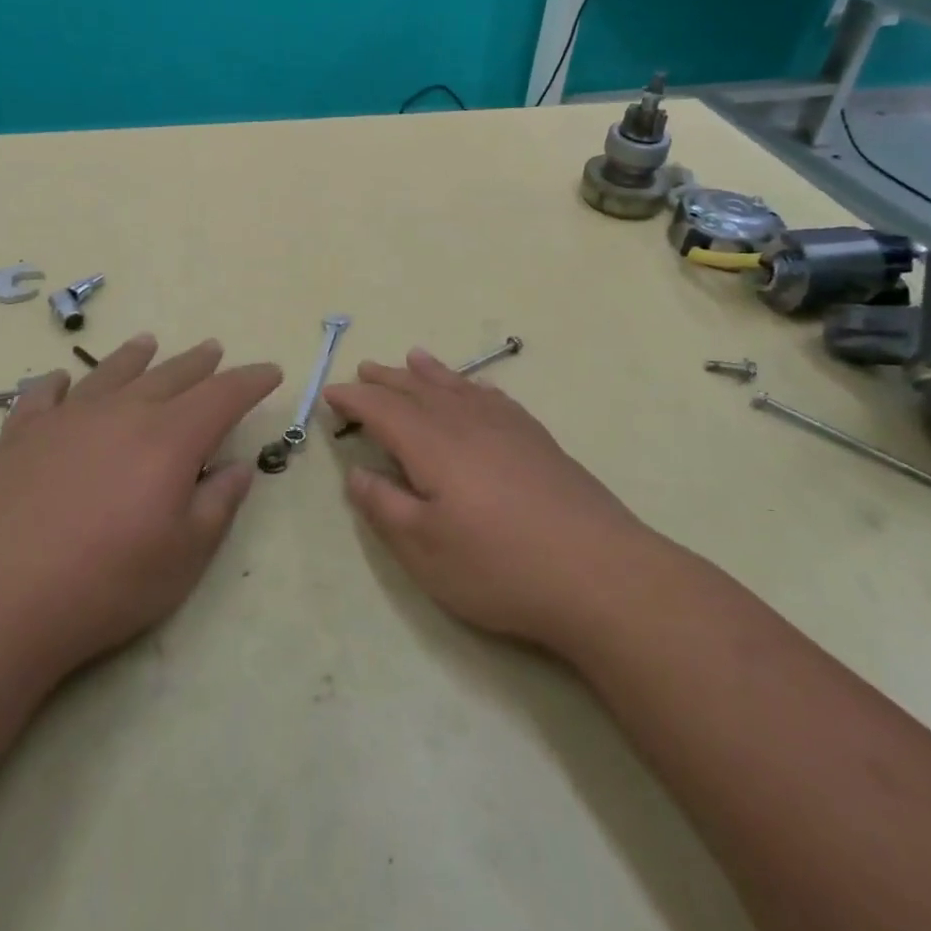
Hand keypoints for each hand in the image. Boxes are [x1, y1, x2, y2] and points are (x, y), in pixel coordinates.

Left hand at [0, 334, 281, 679]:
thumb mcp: (185, 555)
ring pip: (111, 374)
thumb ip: (218, 503)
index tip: (271, 371)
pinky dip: (57, 383)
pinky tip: (60, 380)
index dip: (251, 381)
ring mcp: (67, 419)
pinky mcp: (21, 436)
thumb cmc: (107, 583)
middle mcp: (122, 413)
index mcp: (170, 438)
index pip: (223, 395)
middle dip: (199, 363)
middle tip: (215, 349)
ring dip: (135, 357)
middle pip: (170, 376)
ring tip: (148, 342)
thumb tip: (239, 466)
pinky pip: (43, 395)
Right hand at [324, 350, 651, 654]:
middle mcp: (467, 423)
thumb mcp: (424, 549)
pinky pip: (495, 398)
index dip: (354, 399)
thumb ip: (384, 506)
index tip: (331, 393)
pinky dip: (474, 386)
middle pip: (418, 390)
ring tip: (413, 357)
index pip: (382, 410)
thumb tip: (355, 474)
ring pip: (458, 387)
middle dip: (387, 380)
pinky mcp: (538, 440)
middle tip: (364, 369)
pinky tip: (476, 389)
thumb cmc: (499, 566)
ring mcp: (508, 427)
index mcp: (432, 445)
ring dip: (430, 373)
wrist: (599, 573)